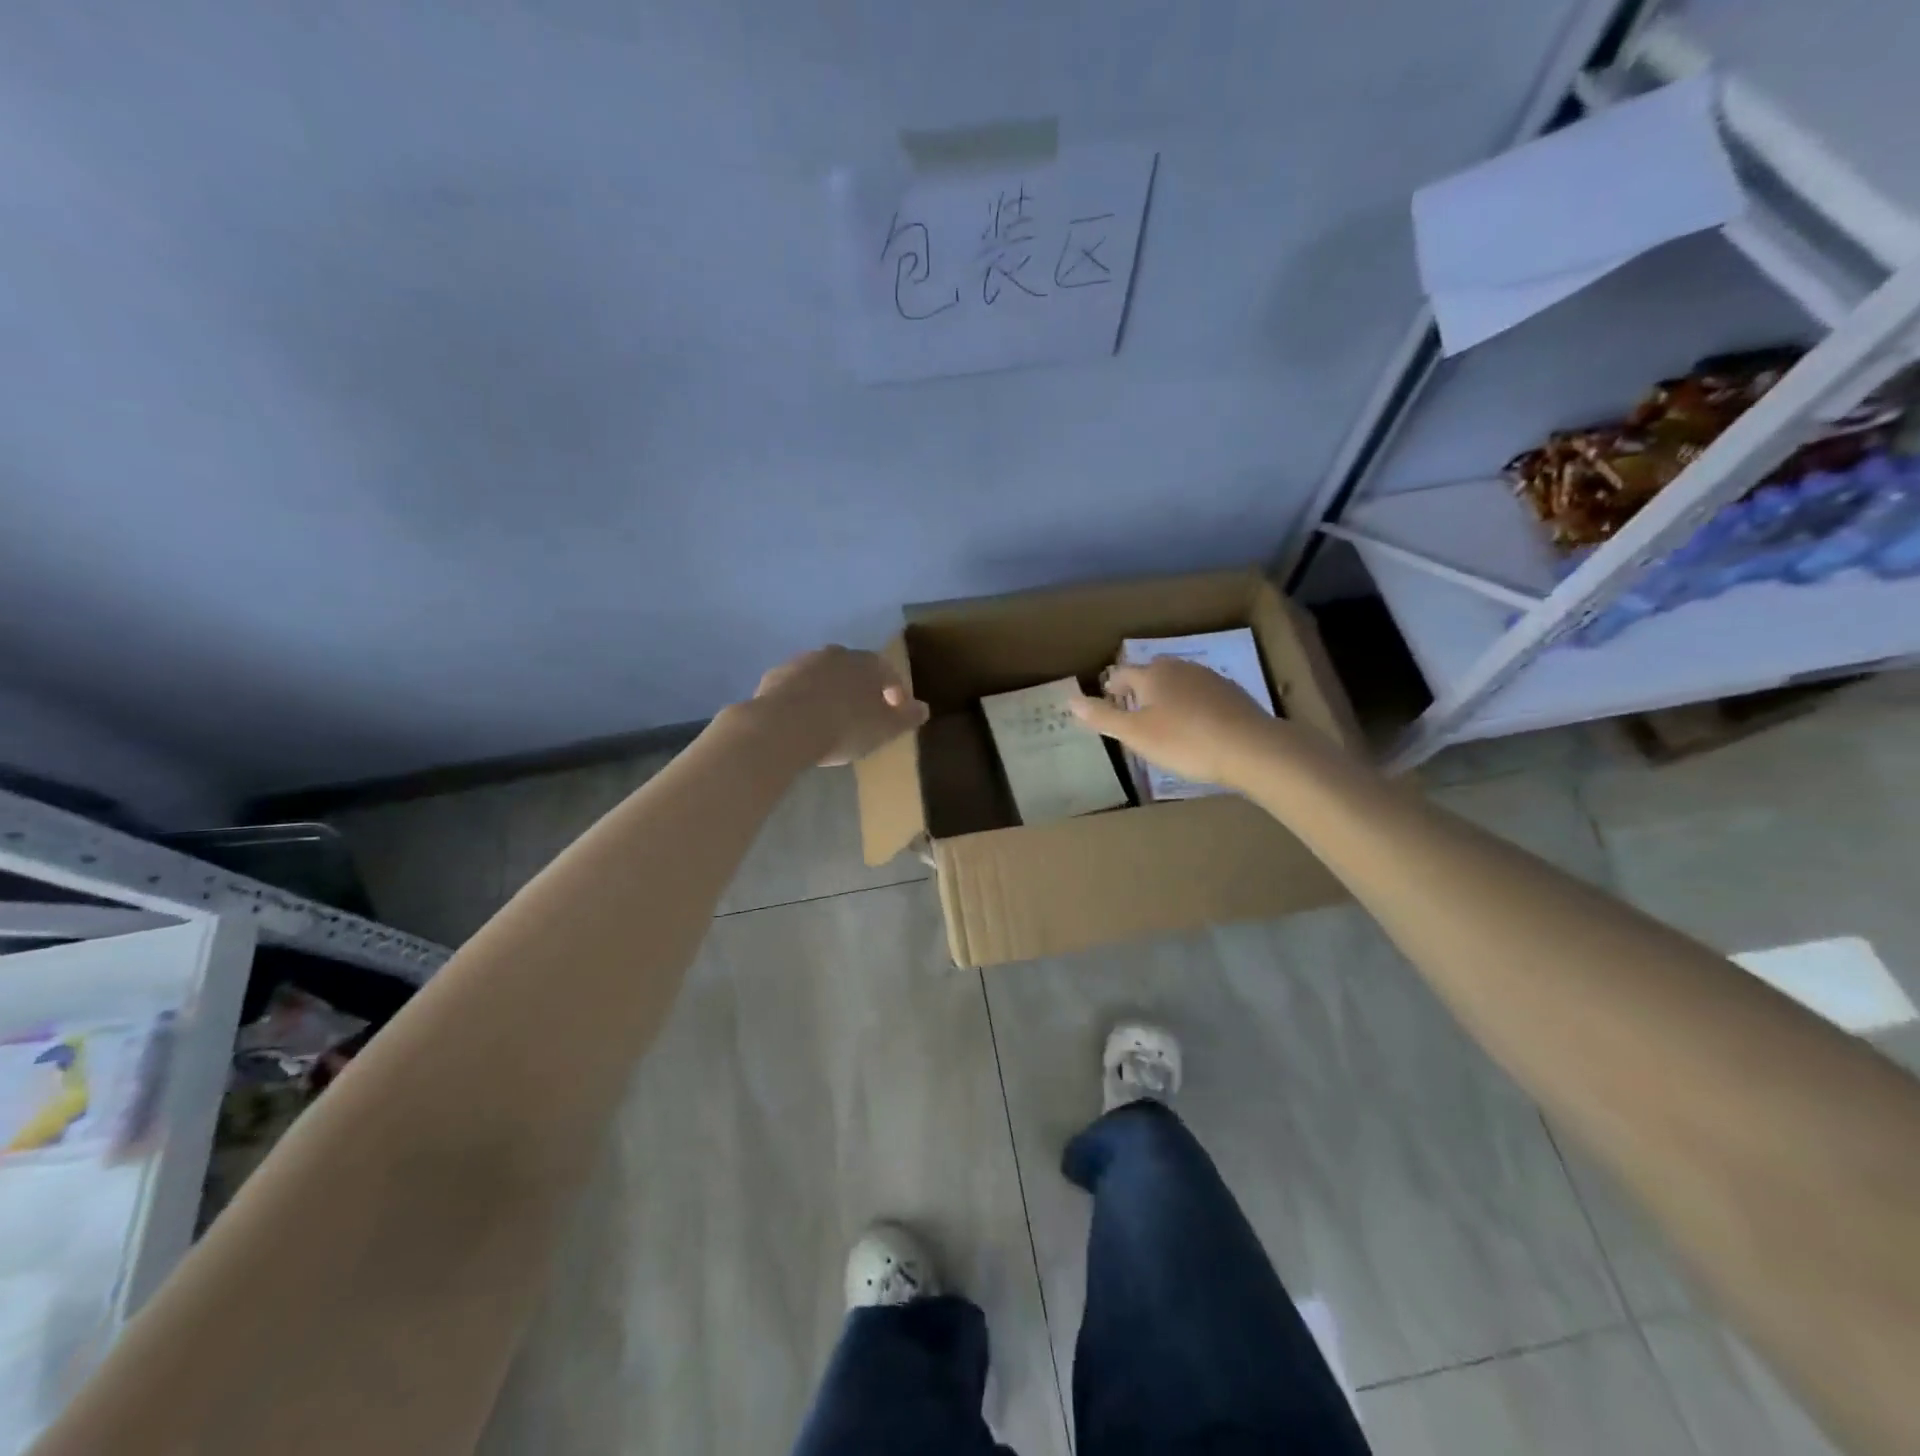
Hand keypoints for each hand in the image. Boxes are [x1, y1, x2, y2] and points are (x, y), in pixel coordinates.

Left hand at [752, 646, 929, 766]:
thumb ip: (906, 718)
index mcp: (866, 663)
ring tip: (830, 719)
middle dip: (860, 688)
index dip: (895, 691)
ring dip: (830, 691)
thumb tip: (924, 708)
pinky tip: (802, 720)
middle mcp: (835, 654)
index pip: (888, 671)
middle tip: (862, 715)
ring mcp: (801, 662)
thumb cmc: (843, 727)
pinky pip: (797, 687)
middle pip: (854, 669)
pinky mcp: (774, 677)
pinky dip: (803, 699)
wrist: (782, 727)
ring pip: (823, 675)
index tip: (896, 712)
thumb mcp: (884, 729)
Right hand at [1069, 658, 1279, 789]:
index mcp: (1152, 675)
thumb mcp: (1136, 734)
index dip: (1111, 684)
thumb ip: (1103, 717)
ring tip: (1161, 715)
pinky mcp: (1232, 693)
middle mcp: (1180, 668)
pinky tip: (1195, 723)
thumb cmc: (1184, 741)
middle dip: (1139, 685)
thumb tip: (1071, 700)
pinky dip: (1191, 703)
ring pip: (1178, 680)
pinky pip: (1201, 693)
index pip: (1123, 673)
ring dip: (1166, 693)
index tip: (1105, 695)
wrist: (1251, 748)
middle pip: (1152, 672)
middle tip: (1131, 704)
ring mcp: (1209, 678)